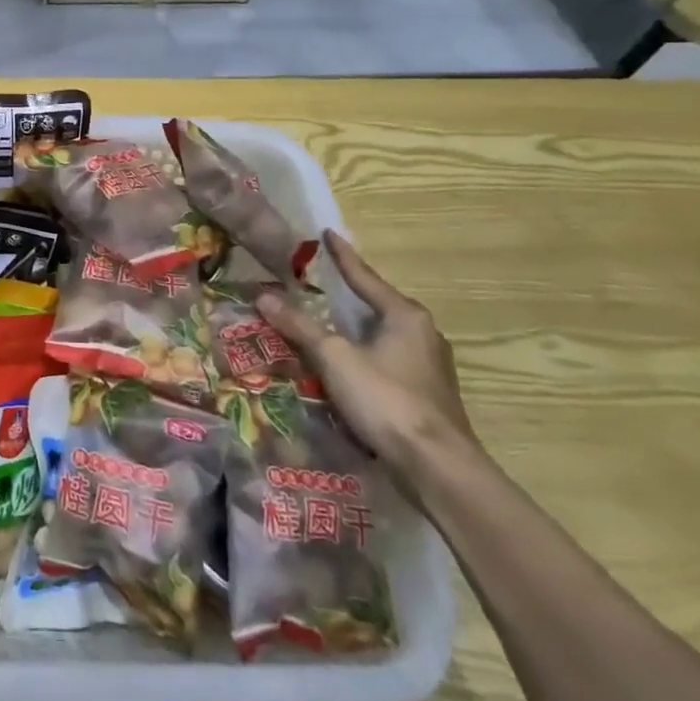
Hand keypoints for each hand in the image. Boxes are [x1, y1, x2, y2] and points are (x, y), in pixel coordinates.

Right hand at [256, 230, 477, 489]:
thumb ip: (299, 326)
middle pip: (376, 306)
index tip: (327, 233)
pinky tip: (343, 366)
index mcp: (405, 315)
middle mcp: (423, 334)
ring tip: (322, 324)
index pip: (364, 276)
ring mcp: (428, 366)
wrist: (436, 467)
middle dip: (346, 296)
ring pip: (381, 336)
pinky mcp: (426, 395)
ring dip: (353, 330)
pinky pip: (386, 362)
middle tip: (315, 284)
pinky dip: (362, 356)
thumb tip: (263, 295)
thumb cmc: (386, 399)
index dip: (342, 255)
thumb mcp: (335, 357)